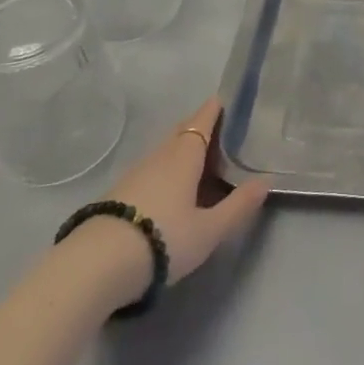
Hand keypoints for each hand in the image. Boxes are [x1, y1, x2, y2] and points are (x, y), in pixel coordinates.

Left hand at [105, 98, 270, 289]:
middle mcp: (160, 155)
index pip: (203, 120)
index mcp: (185, 155)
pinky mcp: (119, 192)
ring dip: (183, 150)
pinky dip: (167, 169)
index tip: (226, 100)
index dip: (215, 109)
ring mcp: (136, 172)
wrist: (97, 264)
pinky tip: (170, 189)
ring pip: (165, 151)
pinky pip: (152, 169)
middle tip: (220, 132)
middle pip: (182, 131)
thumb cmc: (163, 238)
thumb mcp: (209, 230)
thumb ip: (238, 206)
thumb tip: (265, 181)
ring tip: (200, 163)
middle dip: (200, 127)